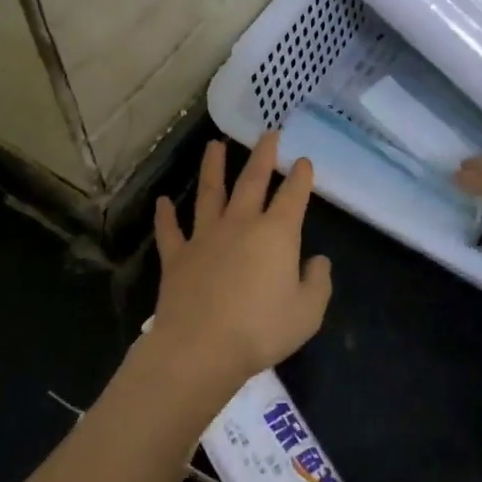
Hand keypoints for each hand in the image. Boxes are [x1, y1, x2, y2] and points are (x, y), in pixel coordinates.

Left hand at [151, 133, 332, 394]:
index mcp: (276, 234)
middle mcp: (240, 224)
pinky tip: (163, 202)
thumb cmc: (261, 330)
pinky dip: (165, 216)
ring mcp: (205, 237)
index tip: (303, 160)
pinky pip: (170, 231)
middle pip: (252, 181)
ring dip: (212, 167)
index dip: (300, 176)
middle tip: (268, 134)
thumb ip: (318, 283)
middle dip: (262, 156)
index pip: (293, 196)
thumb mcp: (307, 313)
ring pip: (209, 193)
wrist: (201, 348)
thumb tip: (318, 261)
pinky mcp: (177, 257)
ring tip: (214, 146)